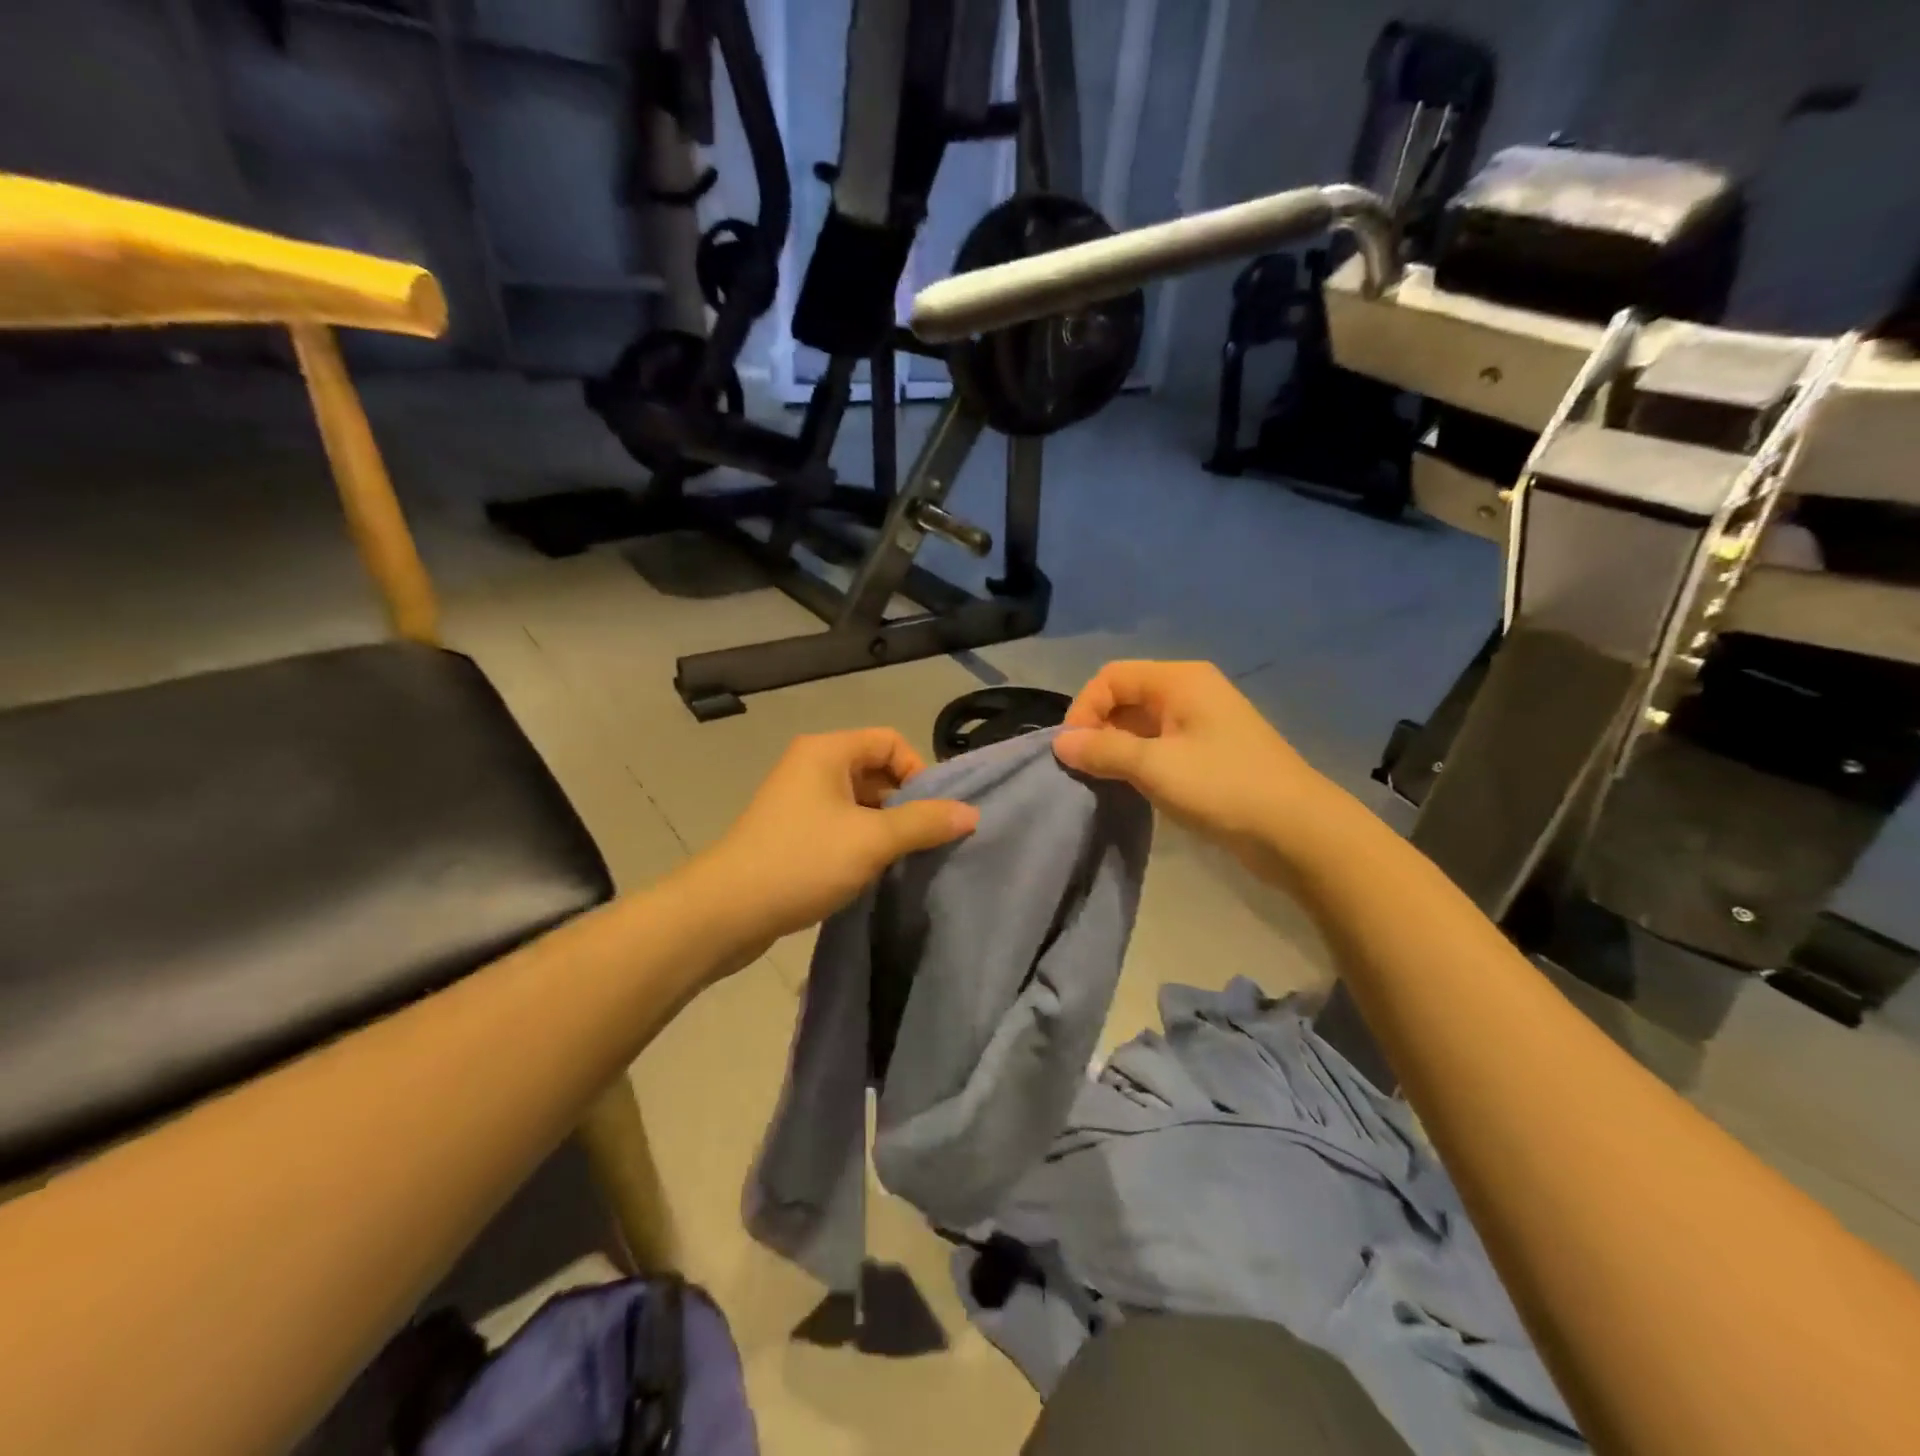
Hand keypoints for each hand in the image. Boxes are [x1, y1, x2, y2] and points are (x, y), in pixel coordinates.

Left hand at [697, 728, 978, 948]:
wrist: (726, 911)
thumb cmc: (802, 861)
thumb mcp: (872, 840)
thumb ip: (924, 823)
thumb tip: (971, 813)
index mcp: (827, 751)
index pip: (891, 742)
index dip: (919, 772)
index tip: (931, 814)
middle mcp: (812, 766)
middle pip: (876, 770)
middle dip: (905, 802)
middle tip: (922, 840)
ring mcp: (799, 799)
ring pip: (860, 801)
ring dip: (885, 826)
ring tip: (900, 859)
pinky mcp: (792, 831)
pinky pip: (840, 823)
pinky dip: (862, 840)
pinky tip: (872, 871)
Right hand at [1053, 660, 1332, 863]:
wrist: (1297, 831)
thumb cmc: (1223, 787)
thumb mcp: (1155, 767)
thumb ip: (1104, 751)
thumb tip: (1060, 742)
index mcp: (1179, 679)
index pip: (1111, 677)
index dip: (1085, 708)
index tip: (1072, 751)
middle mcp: (1190, 691)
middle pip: (1126, 696)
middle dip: (1098, 728)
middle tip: (1084, 768)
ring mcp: (1202, 722)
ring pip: (1141, 723)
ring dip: (1116, 747)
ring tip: (1101, 780)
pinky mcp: (1209, 751)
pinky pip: (1160, 744)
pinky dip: (1138, 760)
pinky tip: (1130, 787)